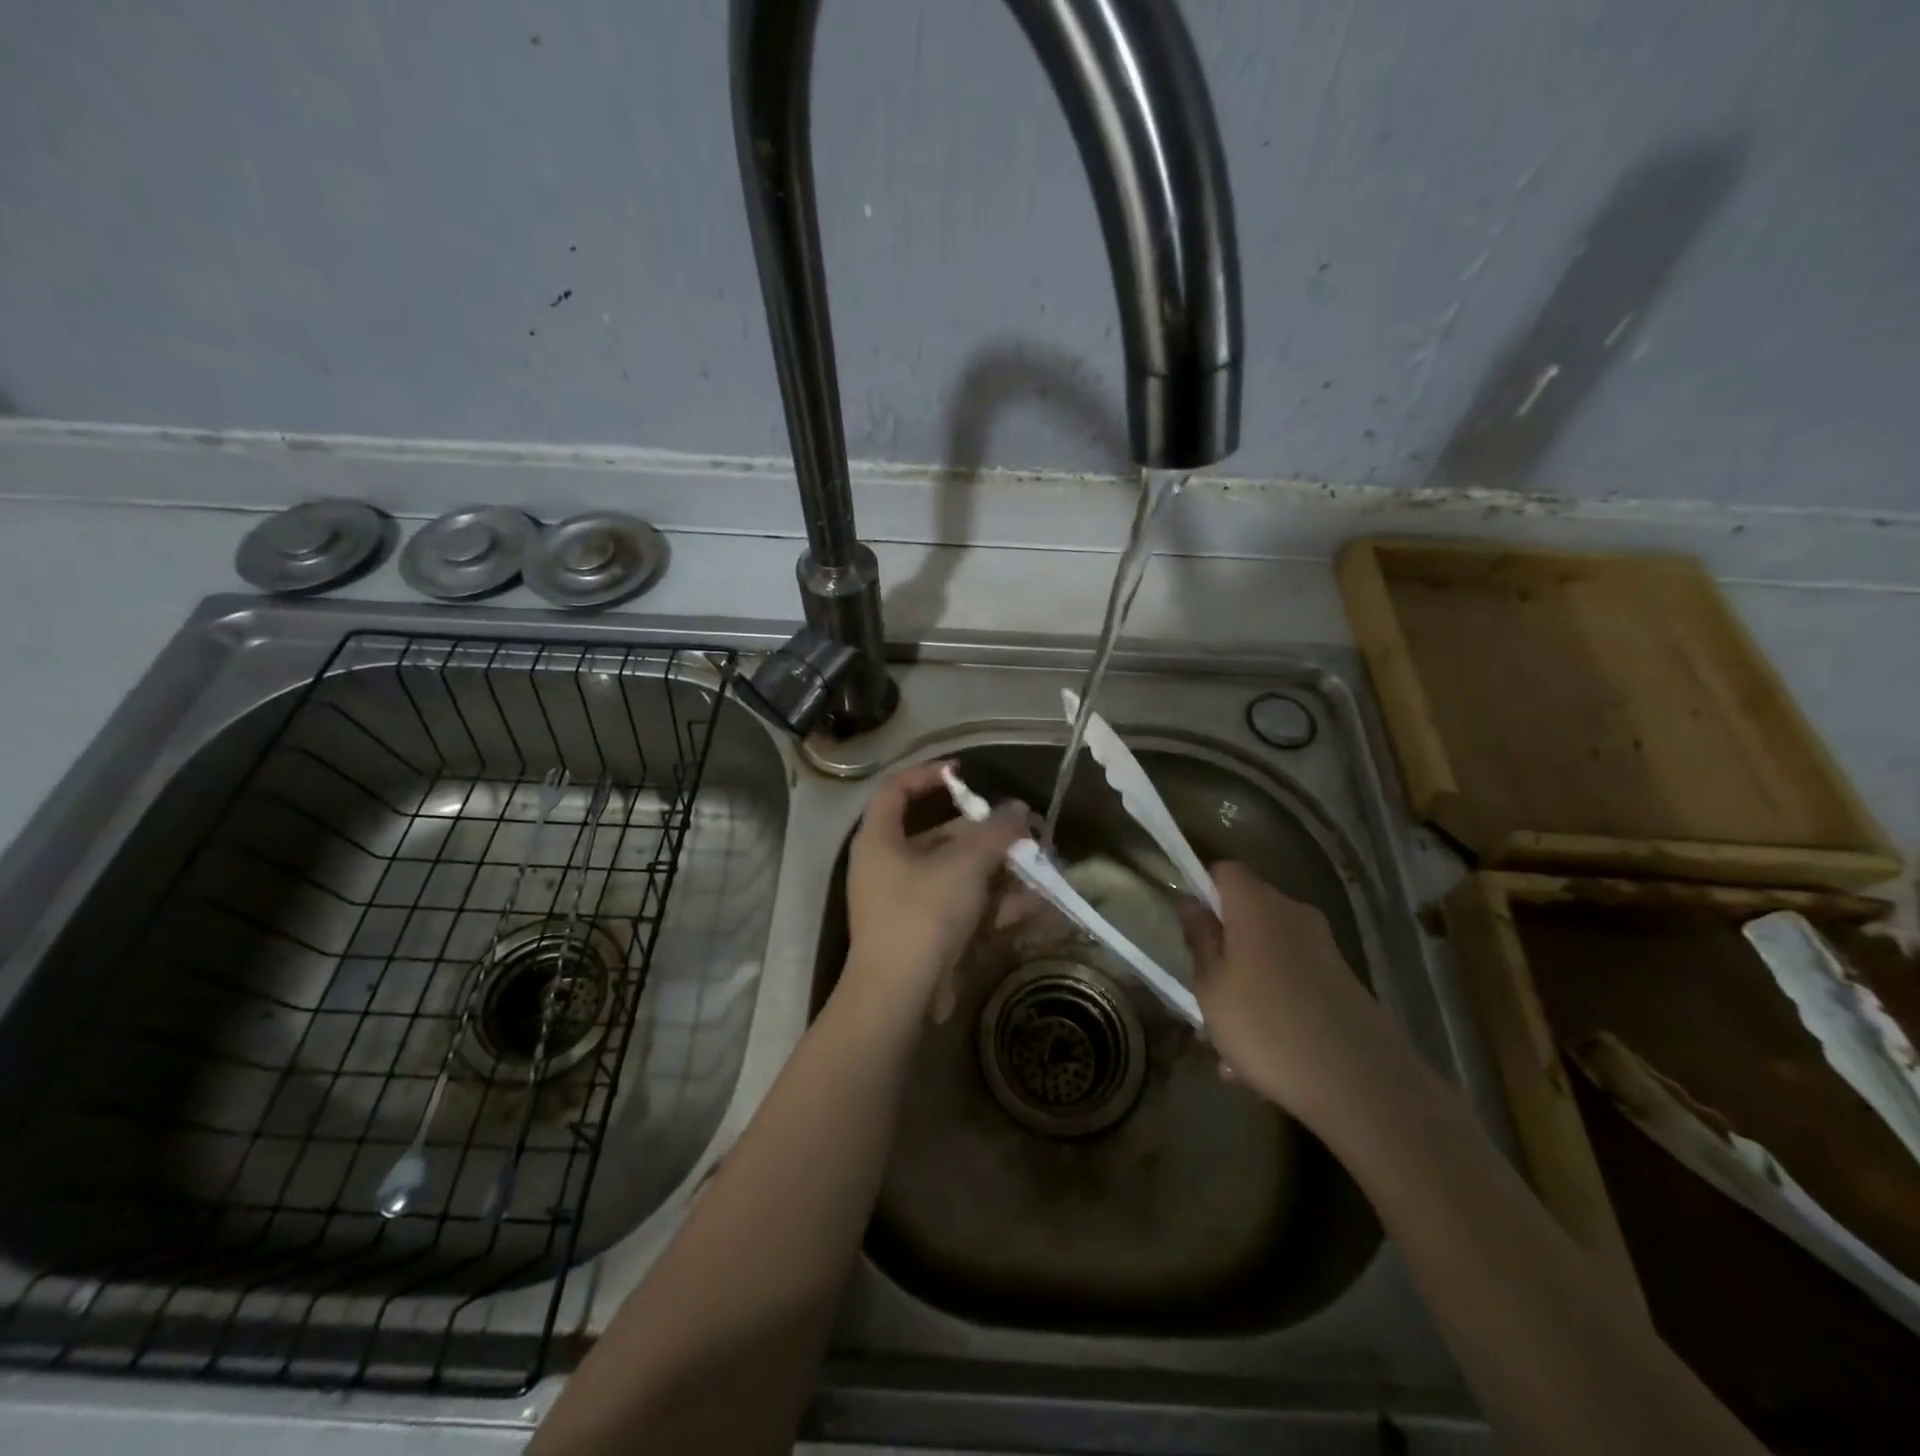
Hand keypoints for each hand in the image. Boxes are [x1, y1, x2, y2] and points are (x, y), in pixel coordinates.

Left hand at [842, 762, 1029, 1014]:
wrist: (899, 997)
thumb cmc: (922, 914)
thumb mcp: (964, 865)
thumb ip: (995, 833)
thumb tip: (1019, 810)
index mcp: (880, 840)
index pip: (896, 790)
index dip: (928, 774)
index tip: (965, 773)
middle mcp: (890, 866)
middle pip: (942, 837)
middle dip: (988, 836)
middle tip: (1026, 834)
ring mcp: (910, 903)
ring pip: (960, 876)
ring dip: (1001, 872)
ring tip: (1042, 868)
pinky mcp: (929, 935)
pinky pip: (965, 908)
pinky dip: (997, 904)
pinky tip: (1037, 903)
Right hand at [1179, 862, 1397, 1128]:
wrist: (1361, 1085)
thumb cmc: (1265, 1025)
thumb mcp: (1211, 986)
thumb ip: (1199, 938)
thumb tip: (1190, 902)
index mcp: (1257, 905)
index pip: (1224, 871)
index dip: (1202, 890)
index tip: (1188, 928)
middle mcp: (1294, 914)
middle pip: (1246, 914)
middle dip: (1222, 948)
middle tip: (1201, 992)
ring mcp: (1323, 948)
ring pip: (1267, 954)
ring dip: (1244, 985)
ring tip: (1227, 1044)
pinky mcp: (1342, 983)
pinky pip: (1292, 982)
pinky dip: (1273, 1006)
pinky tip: (1259, 1060)